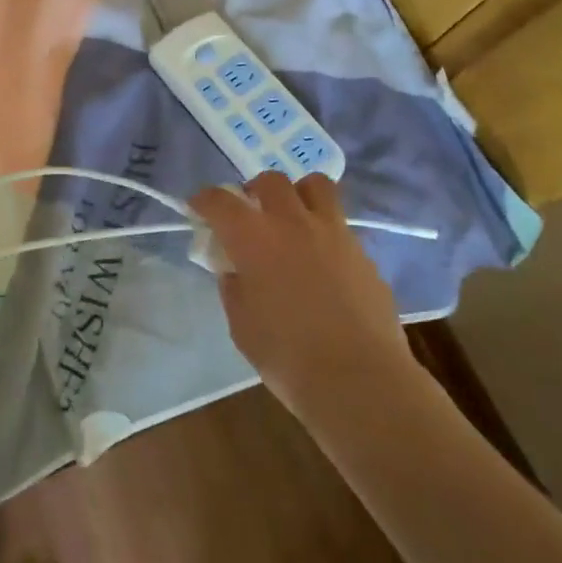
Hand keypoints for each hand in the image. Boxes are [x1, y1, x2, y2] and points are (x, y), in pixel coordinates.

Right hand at [190, 172, 412, 416]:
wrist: (361, 381)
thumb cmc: (287, 356)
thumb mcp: (241, 323)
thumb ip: (234, 286)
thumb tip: (235, 269)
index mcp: (253, 238)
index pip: (219, 200)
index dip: (204, 200)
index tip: (198, 209)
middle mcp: (292, 223)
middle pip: (270, 181)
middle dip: (254, 191)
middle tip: (250, 216)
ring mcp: (334, 233)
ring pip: (315, 185)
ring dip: (297, 195)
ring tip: (292, 220)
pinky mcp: (363, 253)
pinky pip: (339, 224)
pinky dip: (324, 230)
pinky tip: (321, 261)